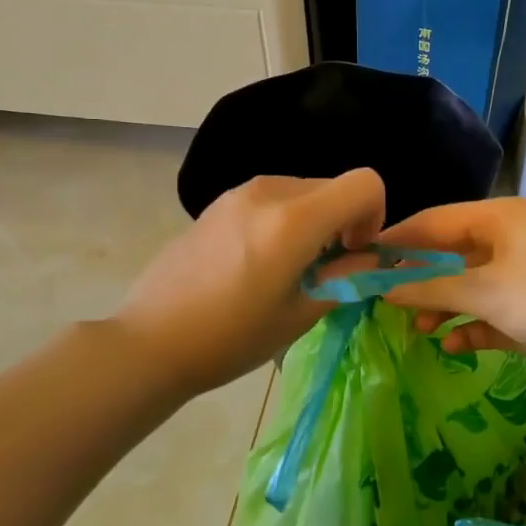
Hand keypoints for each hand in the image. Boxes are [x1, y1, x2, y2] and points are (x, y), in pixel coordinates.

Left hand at [114, 169, 385, 395]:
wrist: (151, 341)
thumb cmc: (230, 338)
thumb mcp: (300, 315)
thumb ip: (346, 279)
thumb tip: (370, 260)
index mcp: (293, 219)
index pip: (365, 183)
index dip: (375, 216)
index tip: (353, 253)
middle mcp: (268, 190)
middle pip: (333, 186)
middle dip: (343, 222)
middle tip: (323, 270)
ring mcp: (238, 192)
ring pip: (302, 191)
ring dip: (313, 222)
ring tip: (288, 269)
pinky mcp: (218, 203)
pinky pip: (271, 199)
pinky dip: (284, 220)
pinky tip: (256, 263)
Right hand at [378, 197, 525, 394]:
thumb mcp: (486, 290)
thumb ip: (432, 289)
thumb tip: (383, 288)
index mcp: (496, 220)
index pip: (433, 222)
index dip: (396, 239)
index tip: (359, 259)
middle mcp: (506, 244)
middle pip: (448, 256)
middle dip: (416, 278)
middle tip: (380, 300)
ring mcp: (521, 281)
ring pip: (466, 290)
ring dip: (441, 307)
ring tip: (414, 328)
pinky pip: (488, 318)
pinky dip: (470, 329)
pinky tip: (452, 345)